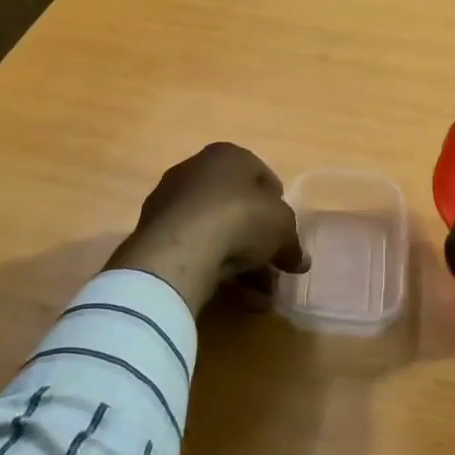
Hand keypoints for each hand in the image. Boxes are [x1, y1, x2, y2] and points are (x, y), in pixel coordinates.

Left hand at [108, 143, 308, 315]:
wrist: (181, 249)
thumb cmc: (240, 219)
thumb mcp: (282, 228)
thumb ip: (292, 243)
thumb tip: (299, 260)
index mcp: (227, 155)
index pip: (260, 176)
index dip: (278, 205)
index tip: (285, 232)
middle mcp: (196, 172)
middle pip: (237, 208)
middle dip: (258, 241)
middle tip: (274, 268)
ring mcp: (171, 204)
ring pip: (216, 234)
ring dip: (242, 265)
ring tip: (261, 297)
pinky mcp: (155, 235)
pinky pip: (195, 251)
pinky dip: (216, 271)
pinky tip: (238, 299)